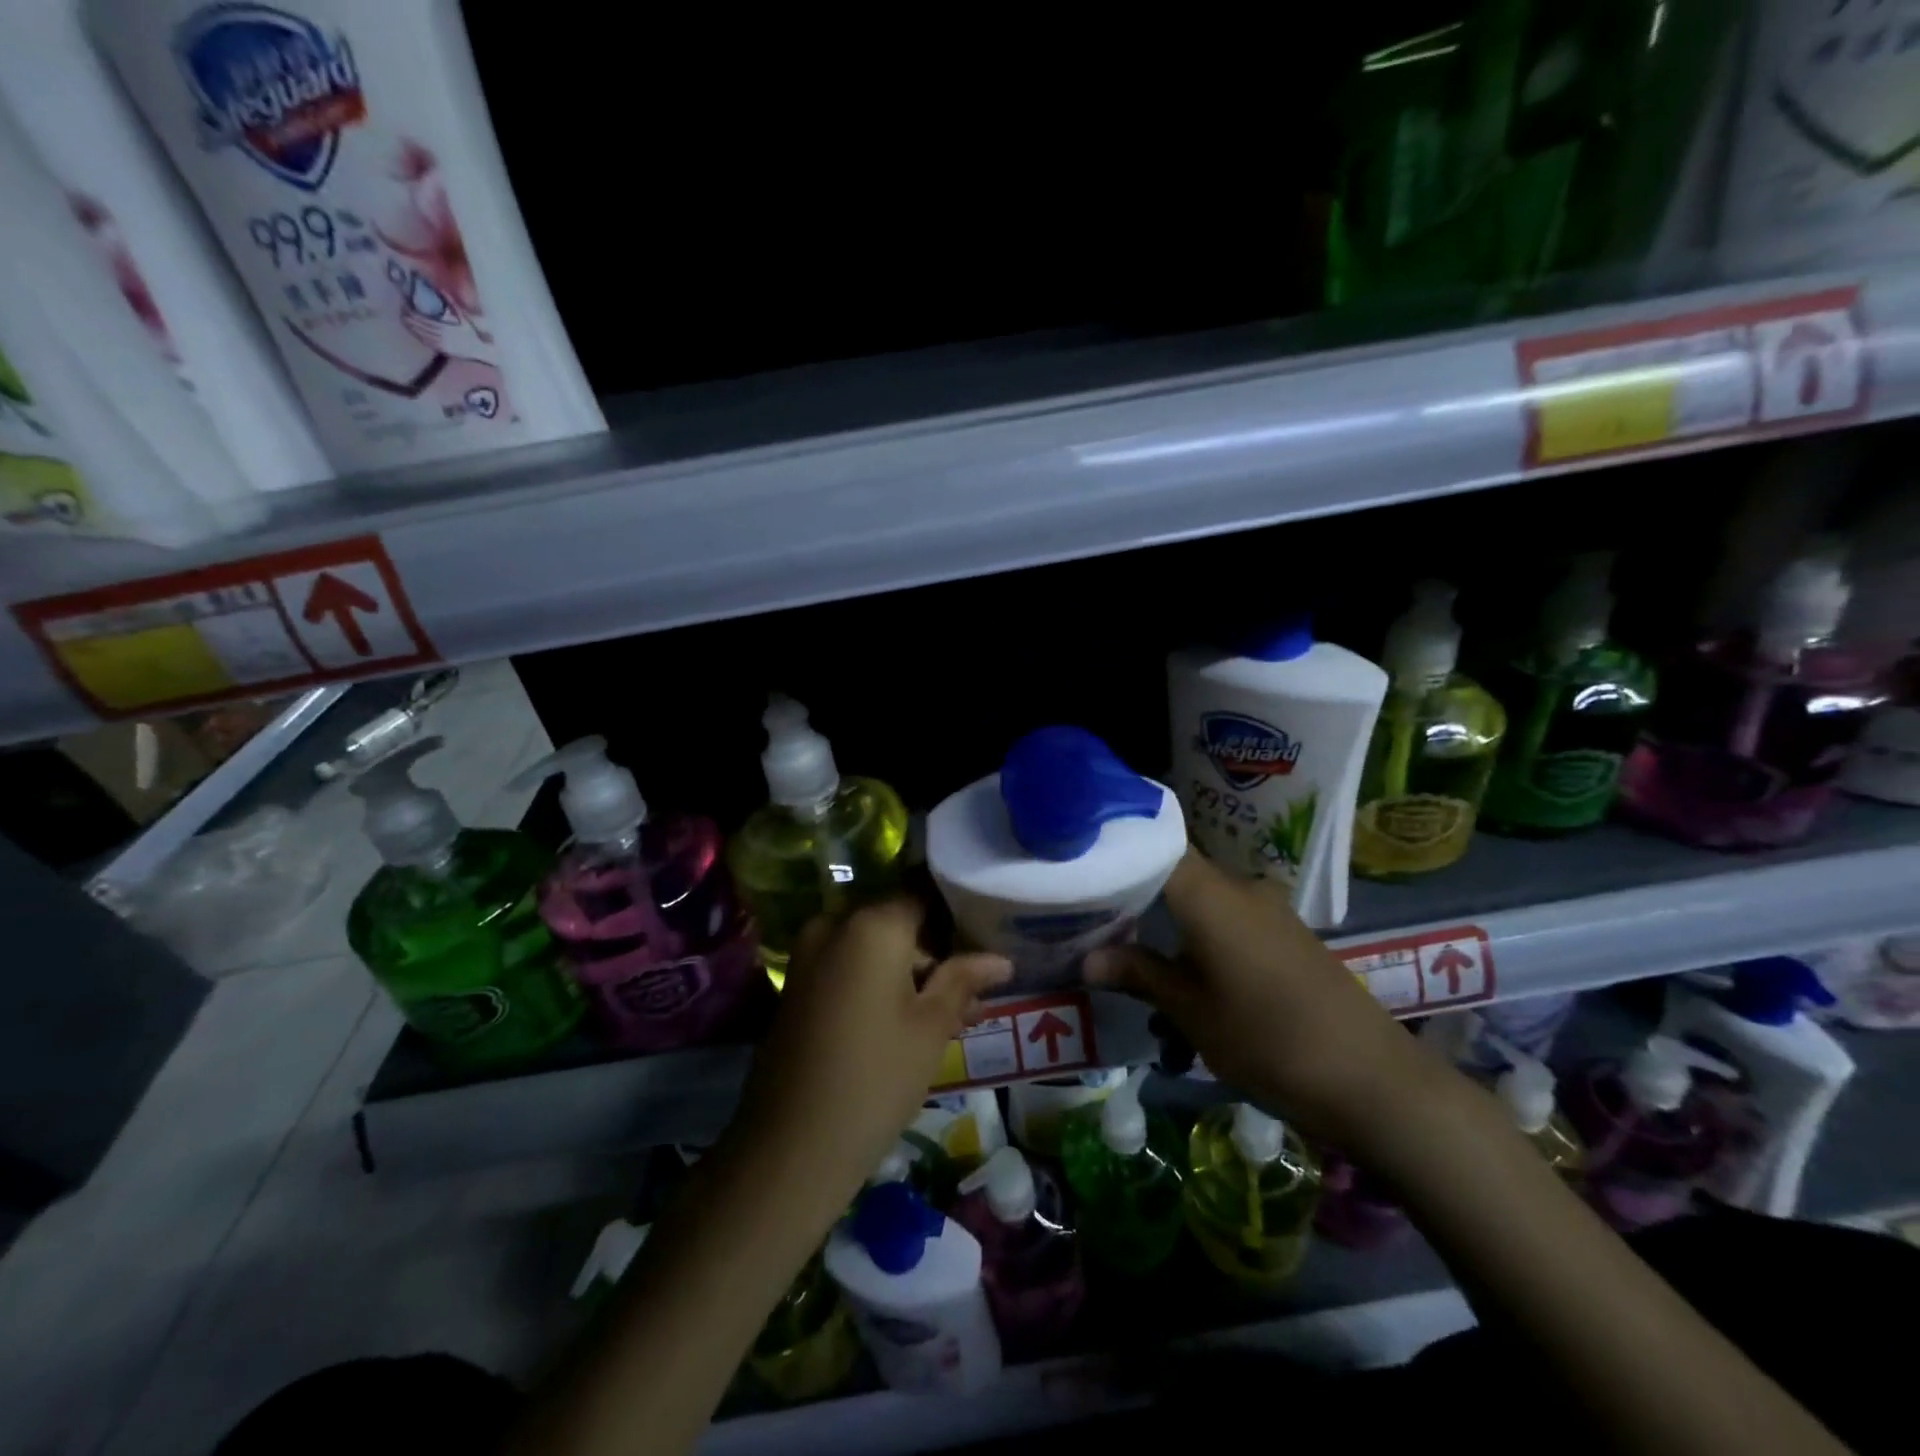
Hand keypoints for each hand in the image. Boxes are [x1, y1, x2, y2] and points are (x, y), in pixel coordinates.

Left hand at [733, 899, 1012, 1192]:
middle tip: (972, 988)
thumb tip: (1002, 959)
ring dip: (908, 970)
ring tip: (949, 1012)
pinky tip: (907, 1019)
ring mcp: (809, 954)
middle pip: (898, 921)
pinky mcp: (797, 983)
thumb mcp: (932, 1026)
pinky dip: (878, 981)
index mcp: (872, 924)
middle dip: (935, 950)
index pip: (924, 894)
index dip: (957, 914)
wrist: (793, 1144)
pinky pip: (848, 966)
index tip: (985, 937)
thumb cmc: (877, 1076)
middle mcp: (835, 924)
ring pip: (873, 947)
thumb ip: (964, 979)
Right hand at [1087, 852, 1445, 1154]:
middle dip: (1133, 893)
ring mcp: (1268, 911)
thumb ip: (1138, 974)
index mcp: (1211, 895)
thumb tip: (1085, 960)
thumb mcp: (1192, 1012)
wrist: (1374, 1082)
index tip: (1081, 861)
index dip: (1118, 845)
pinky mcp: (1286, 936)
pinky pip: (1229, 919)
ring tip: (1130, 953)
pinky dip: (1198, 935)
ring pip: (1201, 900)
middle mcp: (1239, 889)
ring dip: (1166, 921)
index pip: (1155, 843)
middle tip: (1091, 915)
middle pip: (1175, 871)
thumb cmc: (1269, 1040)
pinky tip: (1183, 971)